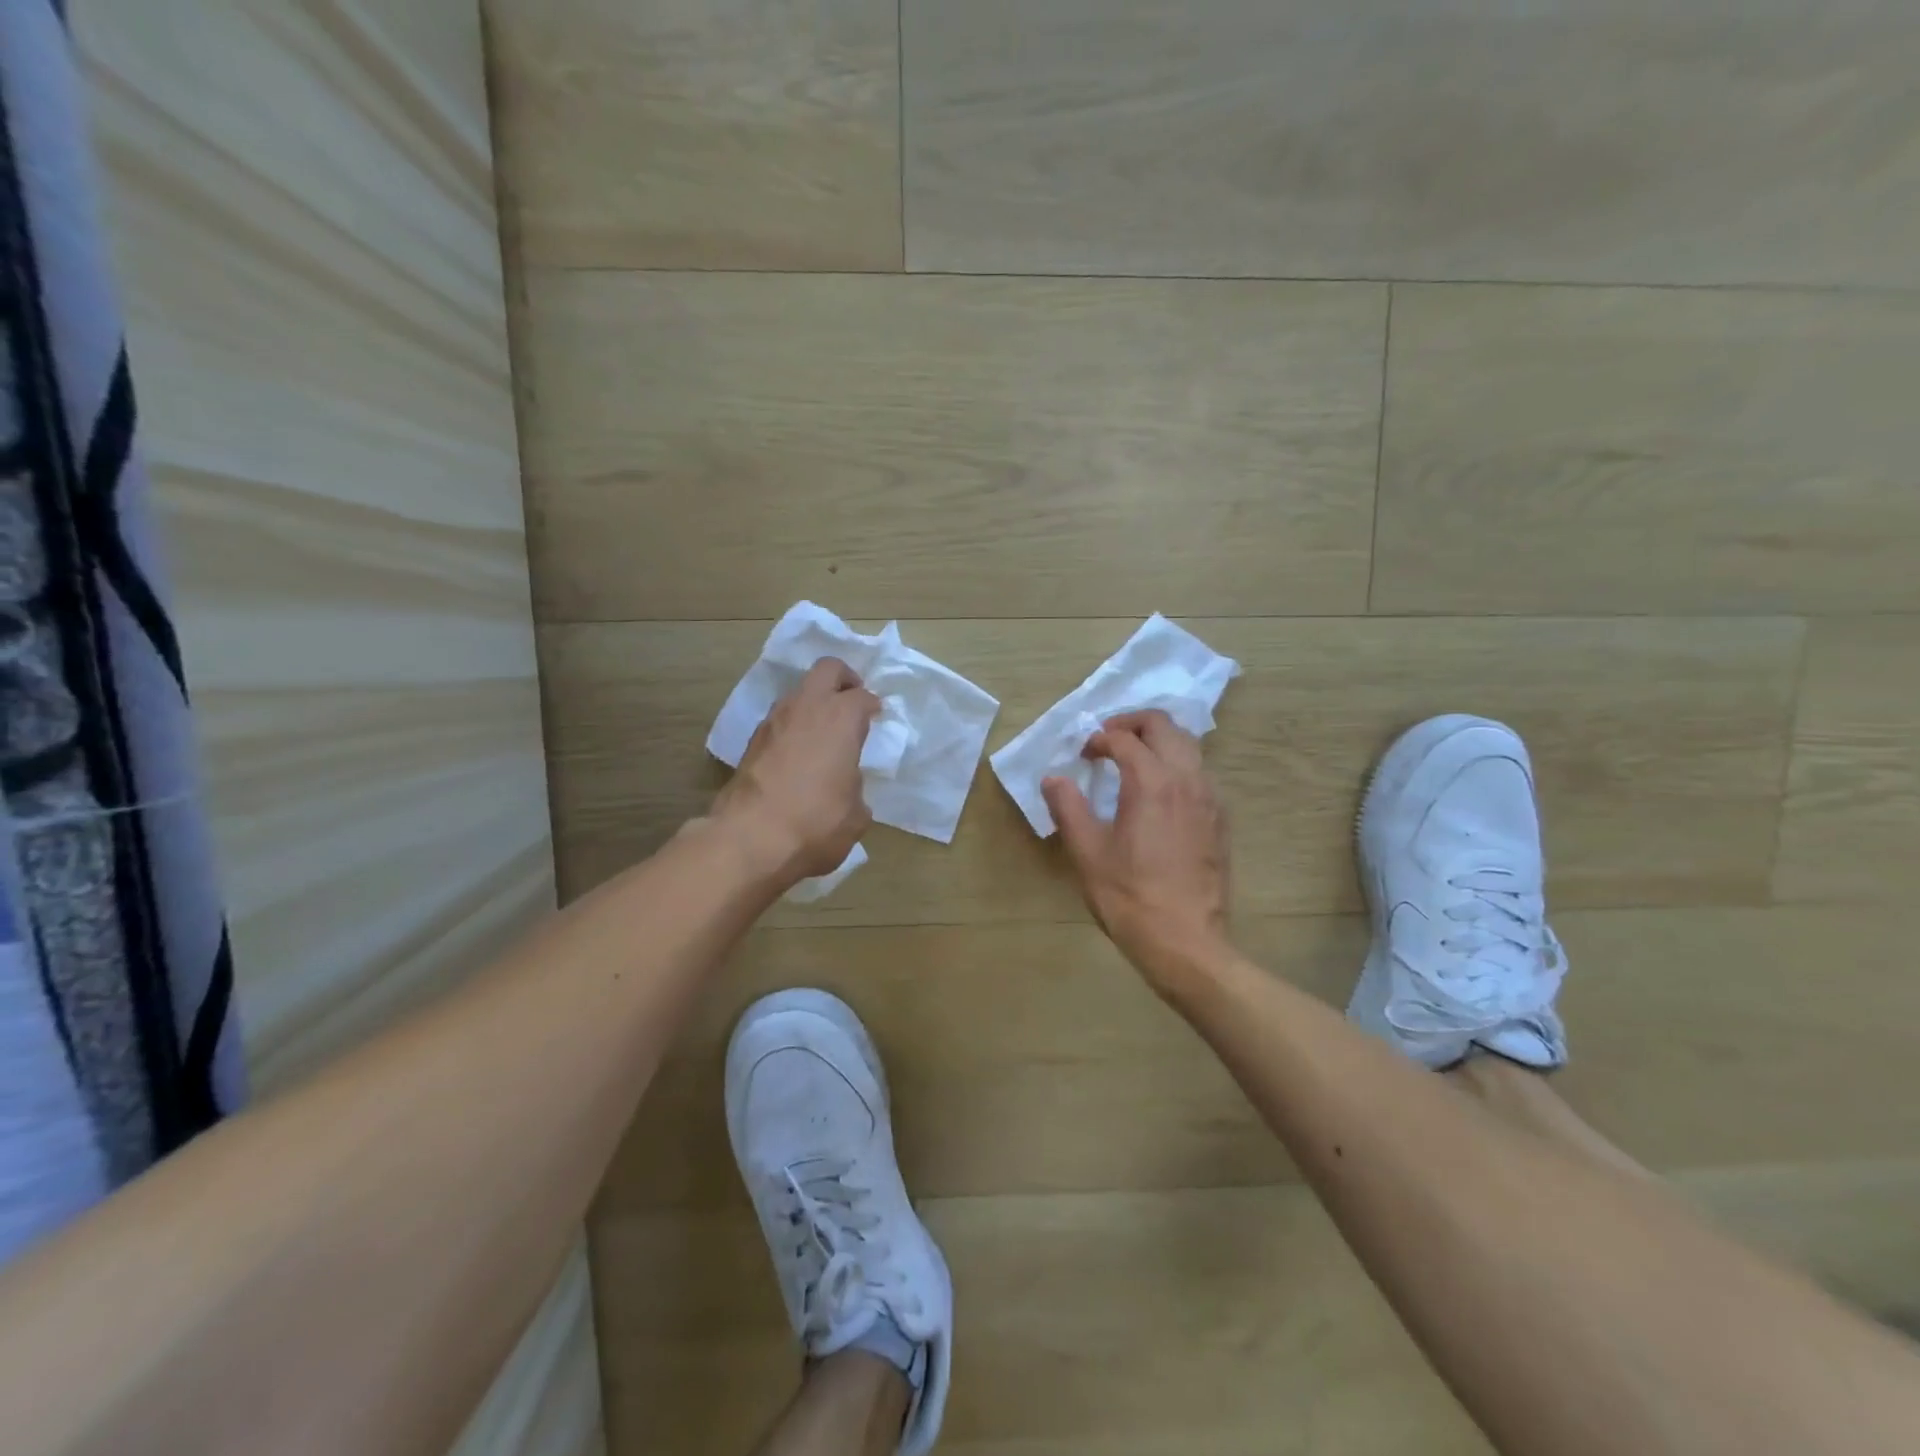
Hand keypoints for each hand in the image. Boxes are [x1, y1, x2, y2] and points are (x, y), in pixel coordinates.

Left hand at [712, 658, 879, 888]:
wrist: (750, 838)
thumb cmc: (816, 822)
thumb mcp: (856, 814)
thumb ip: (856, 789)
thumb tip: (846, 786)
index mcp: (841, 718)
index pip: (863, 697)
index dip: (873, 706)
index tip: (877, 717)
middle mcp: (807, 708)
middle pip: (827, 669)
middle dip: (843, 679)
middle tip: (852, 701)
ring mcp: (774, 721)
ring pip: (798, 692)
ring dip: (814, 703)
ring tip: (824, 731)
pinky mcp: (751, 741)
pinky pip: (780, 719)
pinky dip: (793, 726)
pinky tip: (798, 753)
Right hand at [1042, 710, 1232, 993]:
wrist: (1186, 943)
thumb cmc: (1130, 897)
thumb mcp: (1087, 853)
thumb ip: (1068, 808)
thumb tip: (1053, 778)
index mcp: (1151, 782)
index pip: (1124, 739)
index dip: (1098, 740)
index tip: (1082, 756)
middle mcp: (1187, 779)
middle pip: (1164, 726)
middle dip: (1133, 723)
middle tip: (1107, 739)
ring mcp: (1210, 798)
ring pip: (1188, 745)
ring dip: (1158, 741)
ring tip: (1133, 760)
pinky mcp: (1220, 819)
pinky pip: (1200, 772)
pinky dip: (1177, 764)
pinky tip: (1160, 792)